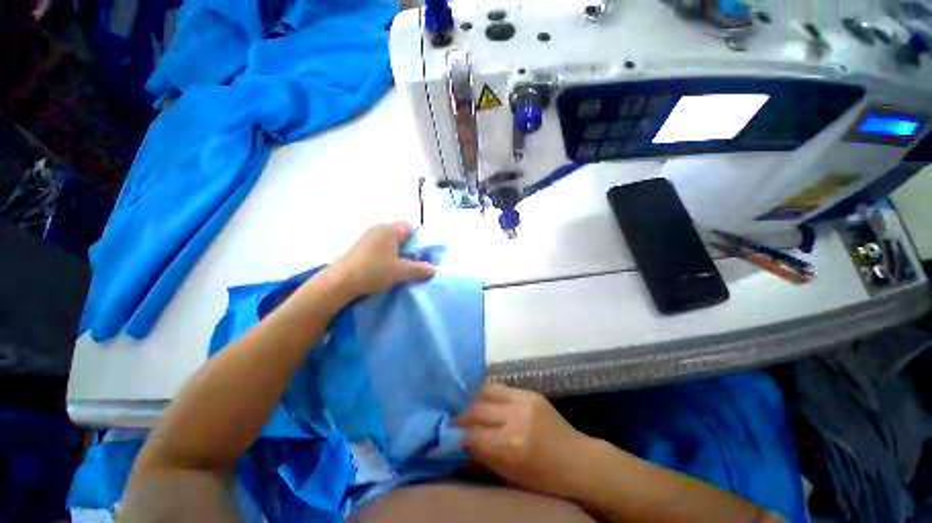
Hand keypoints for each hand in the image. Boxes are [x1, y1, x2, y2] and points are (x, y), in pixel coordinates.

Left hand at [328, 221, 434, 298]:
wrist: (340, 281)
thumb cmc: (374, 270)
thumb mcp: (401, 271)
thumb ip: (419, 269)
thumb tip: (433, 269)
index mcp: (390, 229)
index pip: (410, 227)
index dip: (419, 238)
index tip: (422, 253)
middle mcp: (378, 229)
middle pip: (400, 234)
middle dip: (408, 247)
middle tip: (413, 262)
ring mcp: (367, 237)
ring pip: (389, 242)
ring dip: (397, 253)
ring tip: (399, 268)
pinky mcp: (359, 247)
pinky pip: (379, 248)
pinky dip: (385, 256)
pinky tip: (384, 269)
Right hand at [457, 383, 595, 499]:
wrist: (579, 461)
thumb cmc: (544, 479)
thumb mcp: (510, 476)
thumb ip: (482, 457)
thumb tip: (457, 446)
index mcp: (511, 446)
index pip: (471, 434)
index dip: (455, 434)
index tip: (444, 433)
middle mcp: (515, 417)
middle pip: (476, 408)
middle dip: (460, 414)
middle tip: (451, 418)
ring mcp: (523, 400)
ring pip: (486, 390)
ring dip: (473, 398)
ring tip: (466, 405)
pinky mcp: (530, 391)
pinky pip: (501, 387)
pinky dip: (488, 393)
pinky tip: (484, 399)